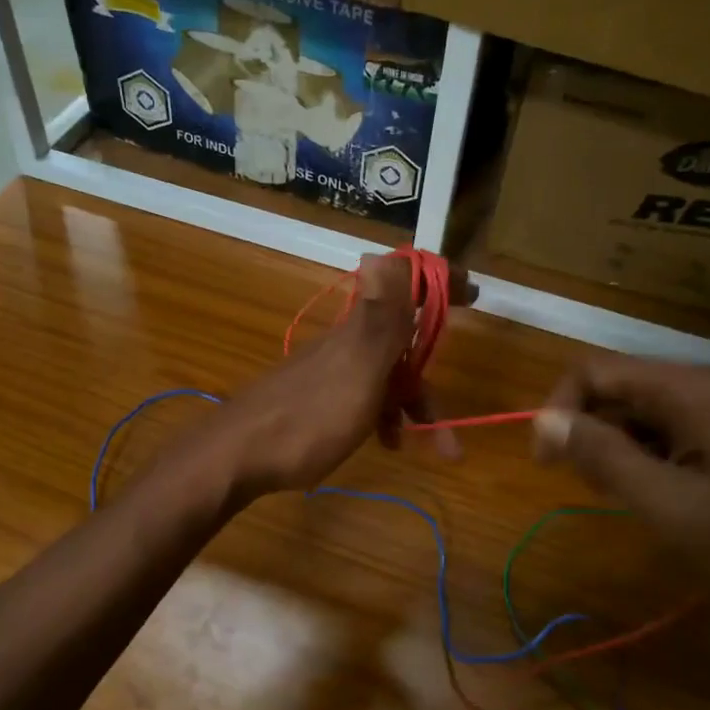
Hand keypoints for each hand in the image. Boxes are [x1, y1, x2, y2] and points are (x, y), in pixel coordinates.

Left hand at [201, 255, 467, 499]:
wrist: (237, 457)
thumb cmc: (308, 418)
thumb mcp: (356, 369)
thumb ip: (379, 317)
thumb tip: (387, 252)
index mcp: (360, 330)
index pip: (404, 287)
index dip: (438, 284)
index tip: (473, 294)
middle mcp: (346, 342)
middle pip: (402, 345)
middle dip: (431, 382)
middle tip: (452, 431)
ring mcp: (330, 371)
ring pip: (385, 378)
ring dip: (412, 409)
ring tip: (435, 451)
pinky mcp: (317, 399)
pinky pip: (364, 399)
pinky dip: (383, 419)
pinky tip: (386, 445)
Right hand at [532, 357, 709, 709]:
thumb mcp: (670, 506)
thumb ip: (602, 456)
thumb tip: (544, 419)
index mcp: (695, 389)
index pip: (596, 371)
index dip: (559, 408)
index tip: (544, 461)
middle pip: (621, 389)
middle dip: (589, 429)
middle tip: (582, 485)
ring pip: (644, 416)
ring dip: (615, 448)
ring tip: (614, 497)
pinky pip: (674, 438)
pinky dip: (646, 462)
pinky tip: (649, 499)